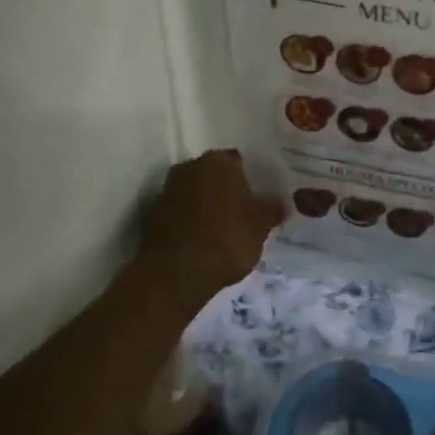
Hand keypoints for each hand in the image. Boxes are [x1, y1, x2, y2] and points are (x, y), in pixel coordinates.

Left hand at [138, 149, 283, 313]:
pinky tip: (204, 242)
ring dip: (208, 207)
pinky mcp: (153, 216)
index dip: (251, 179)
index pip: (239, 161)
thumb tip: (281, 200)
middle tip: (245, 214)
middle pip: (215, 175)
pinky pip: (181, 213)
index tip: (260, 199)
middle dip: (227, 191)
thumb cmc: (227, 239)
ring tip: (225, 231)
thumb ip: (273, 207)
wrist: (176, 273)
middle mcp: (189, 167)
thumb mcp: (262, 224)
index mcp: (218, 161)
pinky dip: (192, 223)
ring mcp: (167, 191)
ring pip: (196, 194)